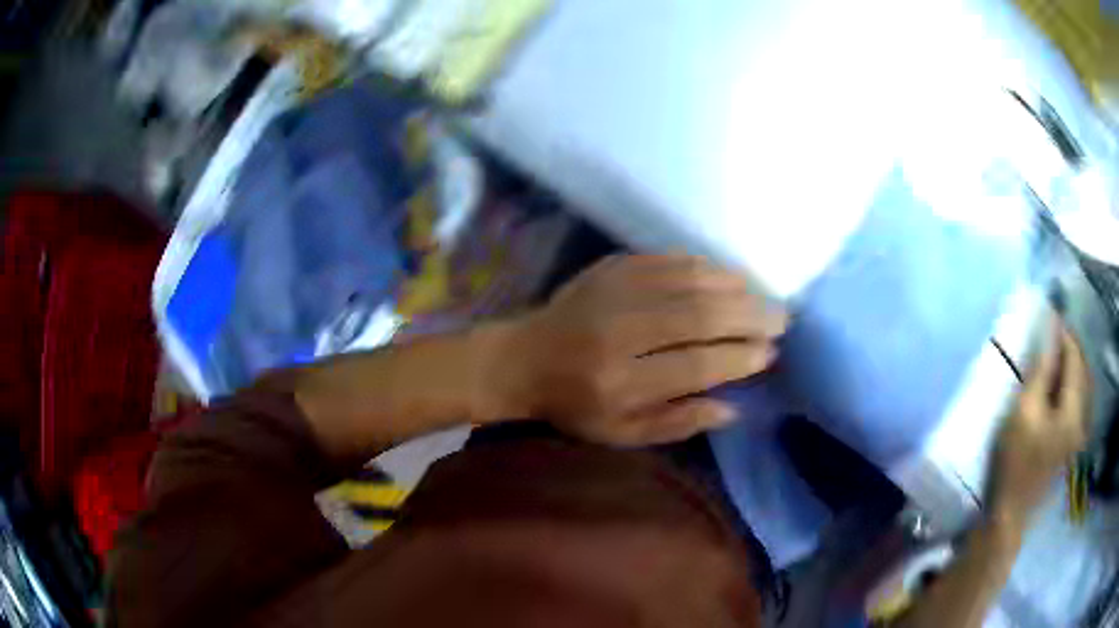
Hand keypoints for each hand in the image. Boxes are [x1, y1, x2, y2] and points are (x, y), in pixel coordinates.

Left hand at [496, 254, 786, 445]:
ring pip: (688, 281)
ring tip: (762, 297)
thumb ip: (675, 424)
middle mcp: (618, 333)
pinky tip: (727, 275)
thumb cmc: (574, 405)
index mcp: (619, 384)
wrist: (524, 359)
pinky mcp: (610, 268)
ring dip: (734, 287)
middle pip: (698, 316)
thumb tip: (732, 408)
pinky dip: (704, 266)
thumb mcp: (620, 434)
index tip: (769, 354)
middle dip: (749, 316)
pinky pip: (668, 259)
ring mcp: (613, 293)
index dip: (739, 357)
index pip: (695, 365)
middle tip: (781, 319)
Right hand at [989, 317, 1089, 527]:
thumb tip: (1049, 333)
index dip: (1063, 333)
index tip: (1050, 315)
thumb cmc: (1014, 464)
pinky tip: (1056, 388)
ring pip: (1079, 389)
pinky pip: (1075, 405)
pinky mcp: (1069, 448)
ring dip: (1069, 368)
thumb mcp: (1023, 412)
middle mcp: (1082, 420)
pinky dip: (1068, 388)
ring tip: (1054, 356)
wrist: (1008, 519)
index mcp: (1074, 411)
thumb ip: (1040, 371)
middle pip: (1081, 372)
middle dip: (1069, 348)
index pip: (1074, 358)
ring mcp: (1076, 437)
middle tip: (1052, 332)